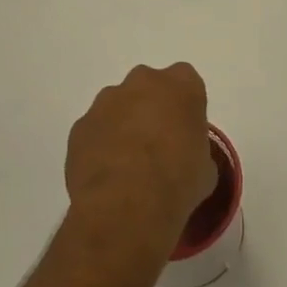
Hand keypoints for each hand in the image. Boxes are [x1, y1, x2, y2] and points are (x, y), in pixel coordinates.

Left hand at [65, 63, 217, 261]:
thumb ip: (197, 151)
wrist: (126, 205)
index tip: (185, 132)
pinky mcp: (81, 125)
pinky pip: (95, 131)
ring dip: (123, 126)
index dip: (185, 108)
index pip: (187, 83)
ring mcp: (107, 101)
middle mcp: (144, 81)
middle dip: (152, 109)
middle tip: (157, 145)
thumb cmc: (178, 181)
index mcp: (182, 85)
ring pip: (118, 106)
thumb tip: (187, 160)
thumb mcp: (206, 169)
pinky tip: (107, 176)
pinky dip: (100, 146)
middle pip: (149, 87)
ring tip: (128, 165)